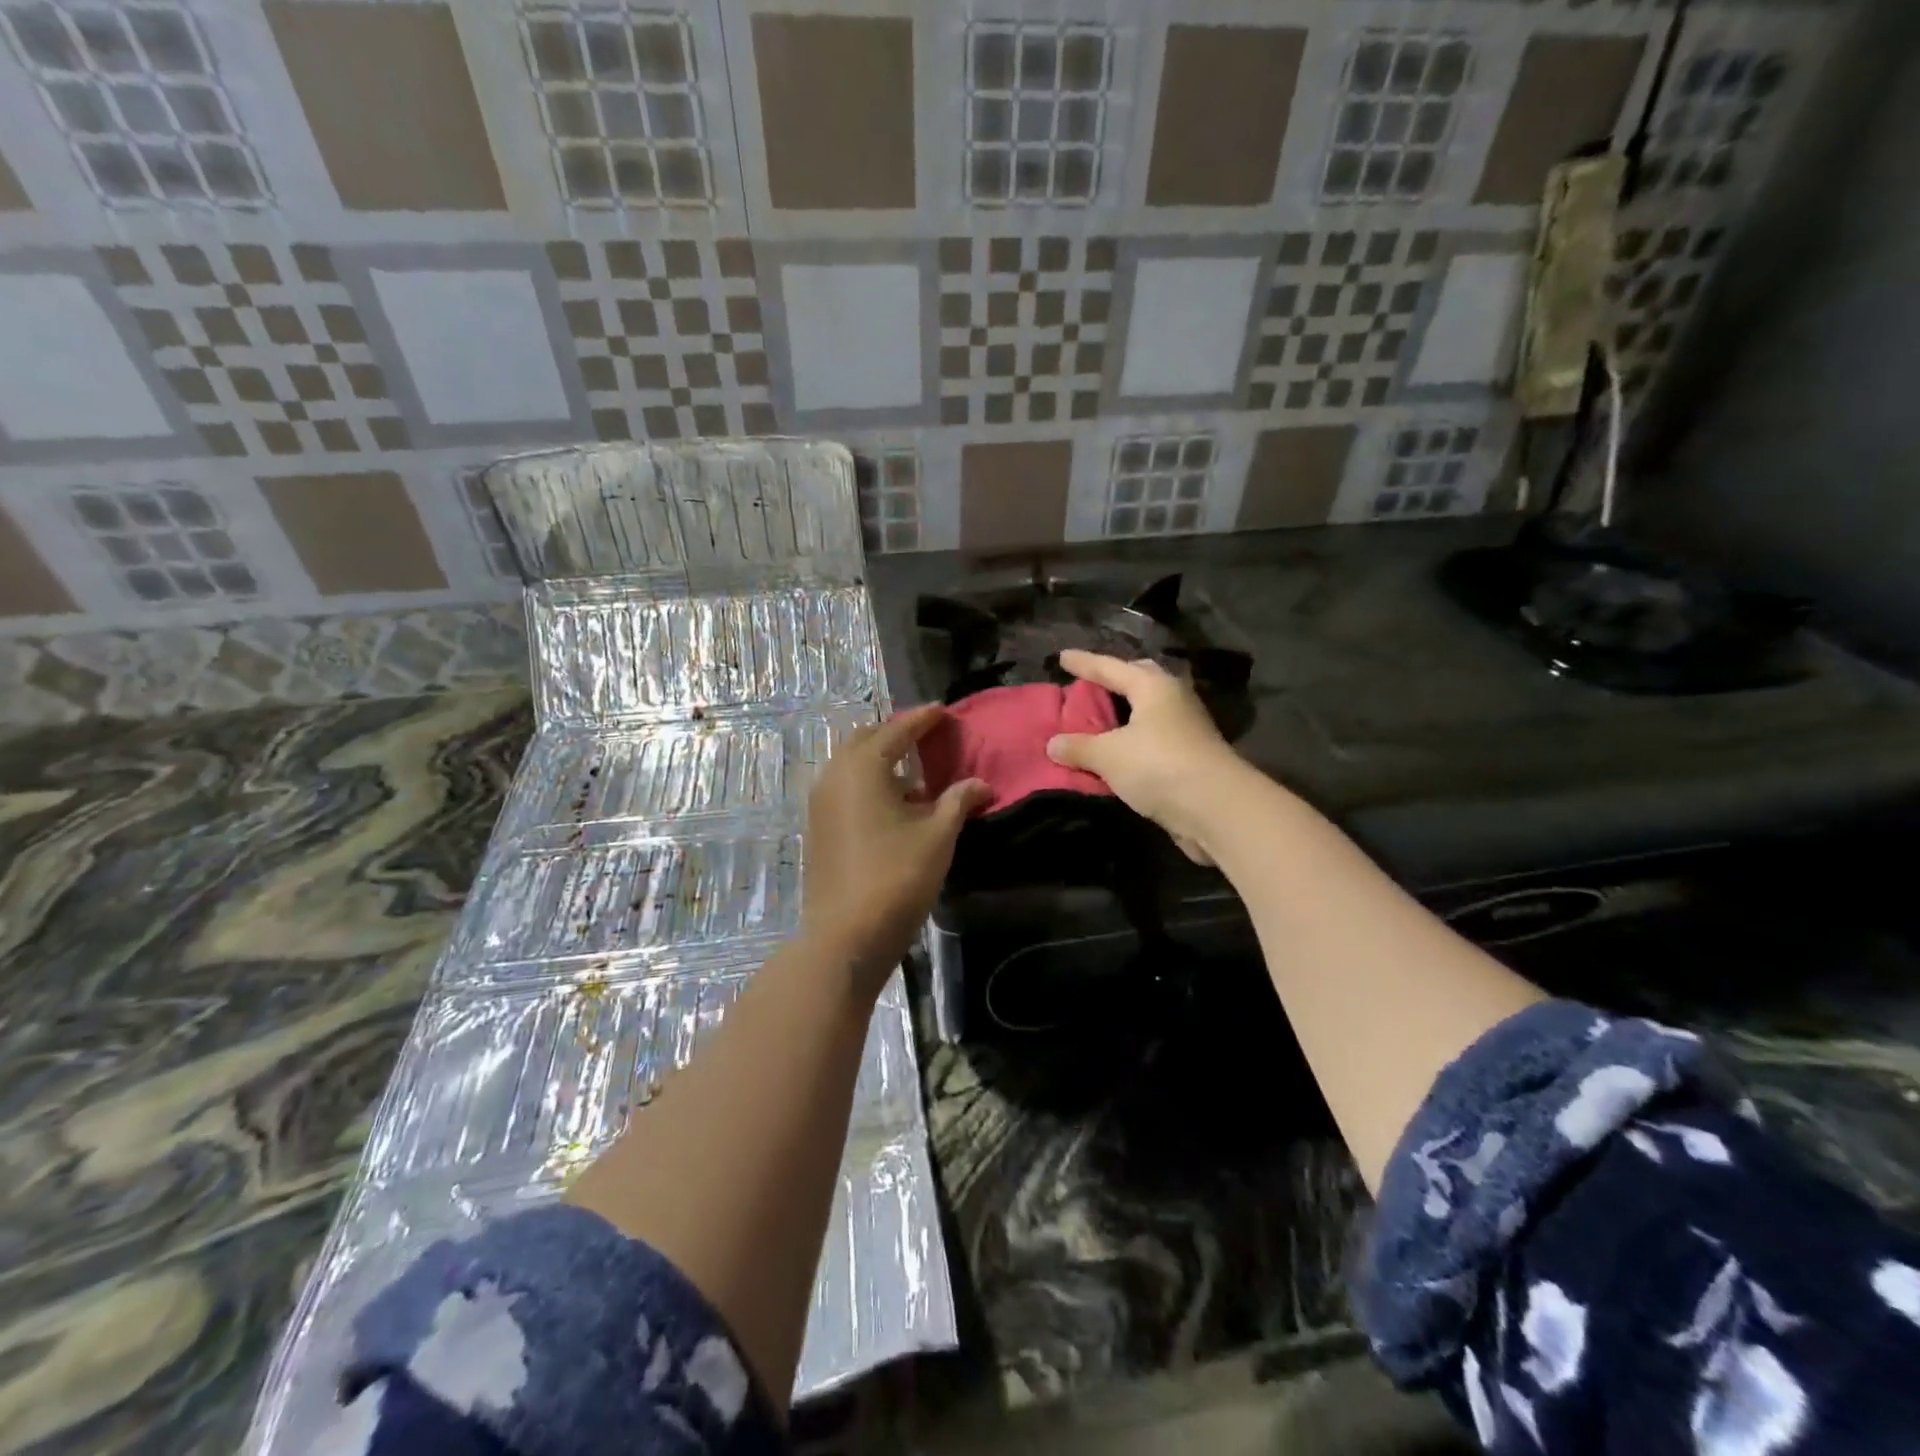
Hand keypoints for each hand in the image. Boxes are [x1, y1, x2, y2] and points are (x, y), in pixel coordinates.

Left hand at [802, 706, 990, 992]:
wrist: (845, 935)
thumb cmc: (896, 877)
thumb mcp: (937, 836)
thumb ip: (958, 801)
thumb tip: (981, 783)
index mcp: (863, 767)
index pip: (897, 730)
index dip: (923, 719)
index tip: (943, 711)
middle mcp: (835, 776)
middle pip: (866, 741)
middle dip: (896, 734)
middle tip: (926, 738)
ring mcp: (821, 803)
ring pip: (852, 766)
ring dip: (881, 762)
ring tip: (914, 775)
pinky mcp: (818, 828)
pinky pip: (845, 789)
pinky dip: (869, 785)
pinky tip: (894, 806)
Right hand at [1045, 650, 1249, 864]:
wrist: (1216, 809)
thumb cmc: (1159, 766)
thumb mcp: (1109, 755)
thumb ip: (1079, 747)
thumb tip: (1053, 744)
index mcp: (1154, 686)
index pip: (1111, 667)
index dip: (1084, 663)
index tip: (1062, 656)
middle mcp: (1173, 700)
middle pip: (1138, 682)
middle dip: (1113, 681)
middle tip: (1089, 683)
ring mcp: (1185, 729)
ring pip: (1146, 713)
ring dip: (1121, 716)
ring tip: (1096, 720)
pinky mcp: (1189, 758)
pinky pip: (1149, 741)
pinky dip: (1129, 744)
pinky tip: (1114, 754)